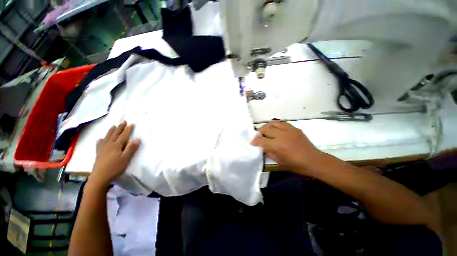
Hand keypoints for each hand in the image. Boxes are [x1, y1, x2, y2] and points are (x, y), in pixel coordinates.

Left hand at [89, 121, 140, 187]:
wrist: (99, 177)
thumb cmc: (115, 168)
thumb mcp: (126, 159)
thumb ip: (131, 149)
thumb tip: (138, 139)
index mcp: (117, 146)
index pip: (124, 136)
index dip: (128, 130)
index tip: (131, 124)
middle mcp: (109, 145)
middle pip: (115, 134)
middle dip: (120, 128)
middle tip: (123, 121)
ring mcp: (103, 149)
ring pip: (107, 137)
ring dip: (111, 131)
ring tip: (113, 126)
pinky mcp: (99, 153)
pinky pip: (99, 144)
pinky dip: (101, 140)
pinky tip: (100, 139)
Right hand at [251, 121, 325, 174]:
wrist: (313, 160)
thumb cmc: (295, 164)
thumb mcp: (278, 161)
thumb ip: (268, 152)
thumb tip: (261, 146)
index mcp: (277, 146)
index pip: (261, 140)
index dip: (254, 141)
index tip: (252, 142)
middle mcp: (281, 135)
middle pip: (265, 129)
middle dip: (259, 132)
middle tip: (260, 136)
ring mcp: (288, 130)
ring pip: (273, 123)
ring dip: (267, 126)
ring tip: (267, 131)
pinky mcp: (294, 128)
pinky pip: (282, 123)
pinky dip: (276, 125)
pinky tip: (277, 130)